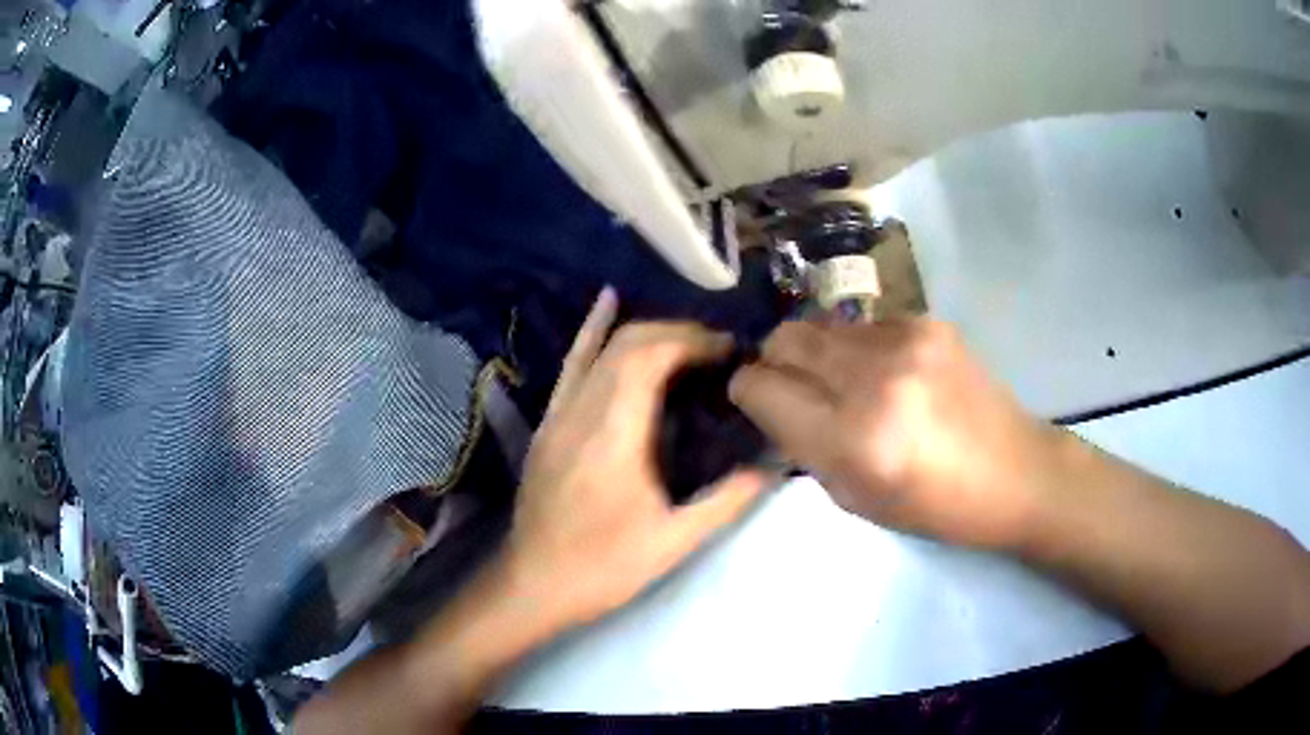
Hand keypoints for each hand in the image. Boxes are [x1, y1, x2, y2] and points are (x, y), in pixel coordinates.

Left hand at [501, 289, 769, 630]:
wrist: (534, 584)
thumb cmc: (604, 567)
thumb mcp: (674, 541)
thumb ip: (727, 500)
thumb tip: (774, 468)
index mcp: (614, 434)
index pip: (651, 356)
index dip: (693, 341)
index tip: (730, 351)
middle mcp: (583, 410)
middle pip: (629, 343)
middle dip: (678, 332)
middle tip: (717, 350)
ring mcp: (560, 413)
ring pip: (602, 348)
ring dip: (647, 332)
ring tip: (686, 337)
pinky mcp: (549, 422)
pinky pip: (573, 363)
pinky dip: (593, 330)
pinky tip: (608, 302)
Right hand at [729, 317, 1065, 549]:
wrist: (1015, 471)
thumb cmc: (934, 505)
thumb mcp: (855, 499)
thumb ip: (805, 447)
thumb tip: (772, 402)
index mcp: (854, 440)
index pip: (762, 387)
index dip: (748, 391)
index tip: (755, 399)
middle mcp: (875, 378)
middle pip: (784, 339)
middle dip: (774, 362)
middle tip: (792, 387)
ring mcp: (904, 340)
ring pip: (819, 324)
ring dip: (816, 353)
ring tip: (845, 383)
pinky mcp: (927, 321)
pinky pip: (862, 325)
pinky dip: (857, 347)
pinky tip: (887, 373)